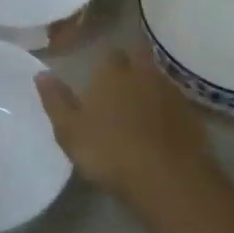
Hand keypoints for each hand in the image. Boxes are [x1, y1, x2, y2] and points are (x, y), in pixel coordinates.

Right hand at [37, 48, 215, 204]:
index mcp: (112, 72)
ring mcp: (171, 93)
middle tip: (120, 84)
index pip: (108, 53)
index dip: (103, 63)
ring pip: (157, 79)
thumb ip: (55, 100)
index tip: (98, 76)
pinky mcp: (192, 116)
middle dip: (131, 64)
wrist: (168, 179)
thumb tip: (41, 73)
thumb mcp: (70, 130)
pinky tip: (160, 128)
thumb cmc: (110, 151)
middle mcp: (144, 73)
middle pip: (138, 57)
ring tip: (139, 107)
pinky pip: (175, 104)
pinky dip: (167, 111)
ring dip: (149, 87)